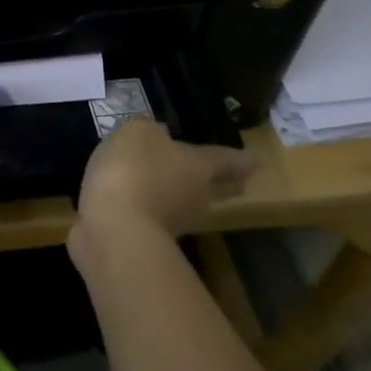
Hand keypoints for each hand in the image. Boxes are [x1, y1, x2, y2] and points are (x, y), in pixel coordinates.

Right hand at [75, 118, 253, 240]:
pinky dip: (154, 210)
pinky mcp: (149, 240)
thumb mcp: (137, 133)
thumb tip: (159, 134)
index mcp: (199, 166)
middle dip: (228, 183)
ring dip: (188, 198)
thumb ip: (149, 130)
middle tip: (238, 181)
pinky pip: (157, 218)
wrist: (114, 227)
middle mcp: (196, 196)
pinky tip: (142, 203)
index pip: (227, 160)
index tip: (255, 161)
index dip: (240, 158)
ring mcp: (175, 222)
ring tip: (181, 187)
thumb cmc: (134, 169)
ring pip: (190, 206)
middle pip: (219, 189)